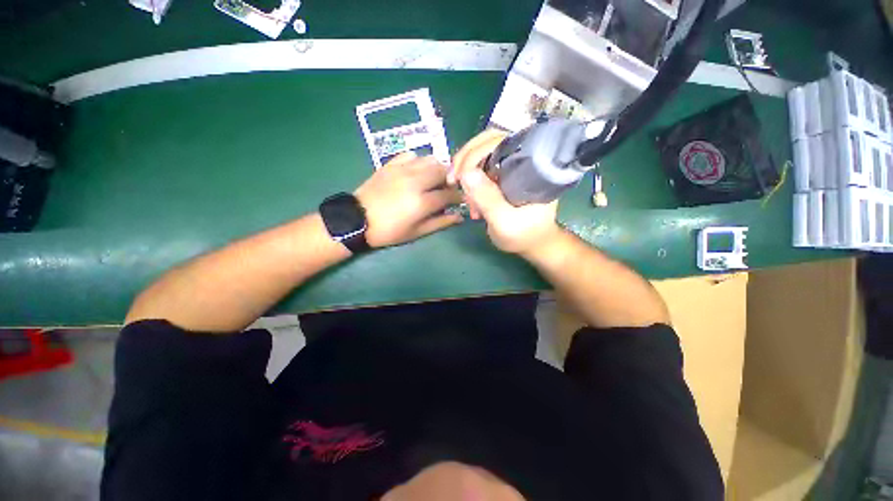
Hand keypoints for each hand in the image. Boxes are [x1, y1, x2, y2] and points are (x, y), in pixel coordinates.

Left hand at [355, 153, 462, 247]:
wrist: (357, 220)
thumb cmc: (389, 231)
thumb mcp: (416, 232)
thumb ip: (440, 223)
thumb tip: (459, 217)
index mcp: (422, 202)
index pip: (449, 194)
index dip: (458, 197)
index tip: (460, 199)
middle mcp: (415, 181)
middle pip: (443, 171)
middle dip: (450, 180)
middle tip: (447, 189)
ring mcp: (402, 170)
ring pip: (429, 159)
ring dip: (436, 169)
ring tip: (433, 180)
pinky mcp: (391, 164)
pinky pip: (411, 155)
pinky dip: (419, 162)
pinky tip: (416, 172)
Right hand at [452, 130, 560, 254]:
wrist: (532, 243)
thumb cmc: (524, 235)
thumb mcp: (505, 222)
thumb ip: (488, 199)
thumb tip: (466, 173)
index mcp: (530, 166)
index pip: (500, 141)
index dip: (475, 153)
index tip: (458, 176)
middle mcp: (521, 160)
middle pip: (489, 142)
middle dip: (466, 159)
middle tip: (452, 179)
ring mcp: (511, 168)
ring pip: (482, 154)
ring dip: (466, 172)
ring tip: (465, 197)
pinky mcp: (503, 177)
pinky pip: (481, 169)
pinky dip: (470, 182)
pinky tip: (470, 201)